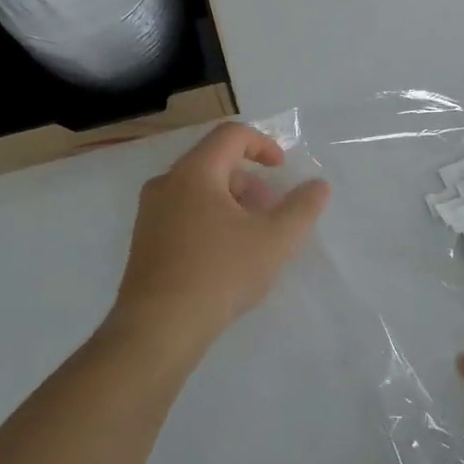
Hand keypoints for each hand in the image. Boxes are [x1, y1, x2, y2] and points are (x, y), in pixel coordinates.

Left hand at [108, 123, 330, 359]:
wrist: (159, 328)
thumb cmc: (220, 273)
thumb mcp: (275, 240)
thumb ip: (302, 208)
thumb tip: (319, 186)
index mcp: (194, 172)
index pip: (231, 135)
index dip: (263, 145)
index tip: (282, 170)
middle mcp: (166, 184)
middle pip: (214, 163)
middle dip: (250, 181)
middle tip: (272, 211)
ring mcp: (150, 214)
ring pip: (198, 191)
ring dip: (232, 203)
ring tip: (253, 238)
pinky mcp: (145, 243)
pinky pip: (183, 214)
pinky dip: (211, 220)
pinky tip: (226, 257)